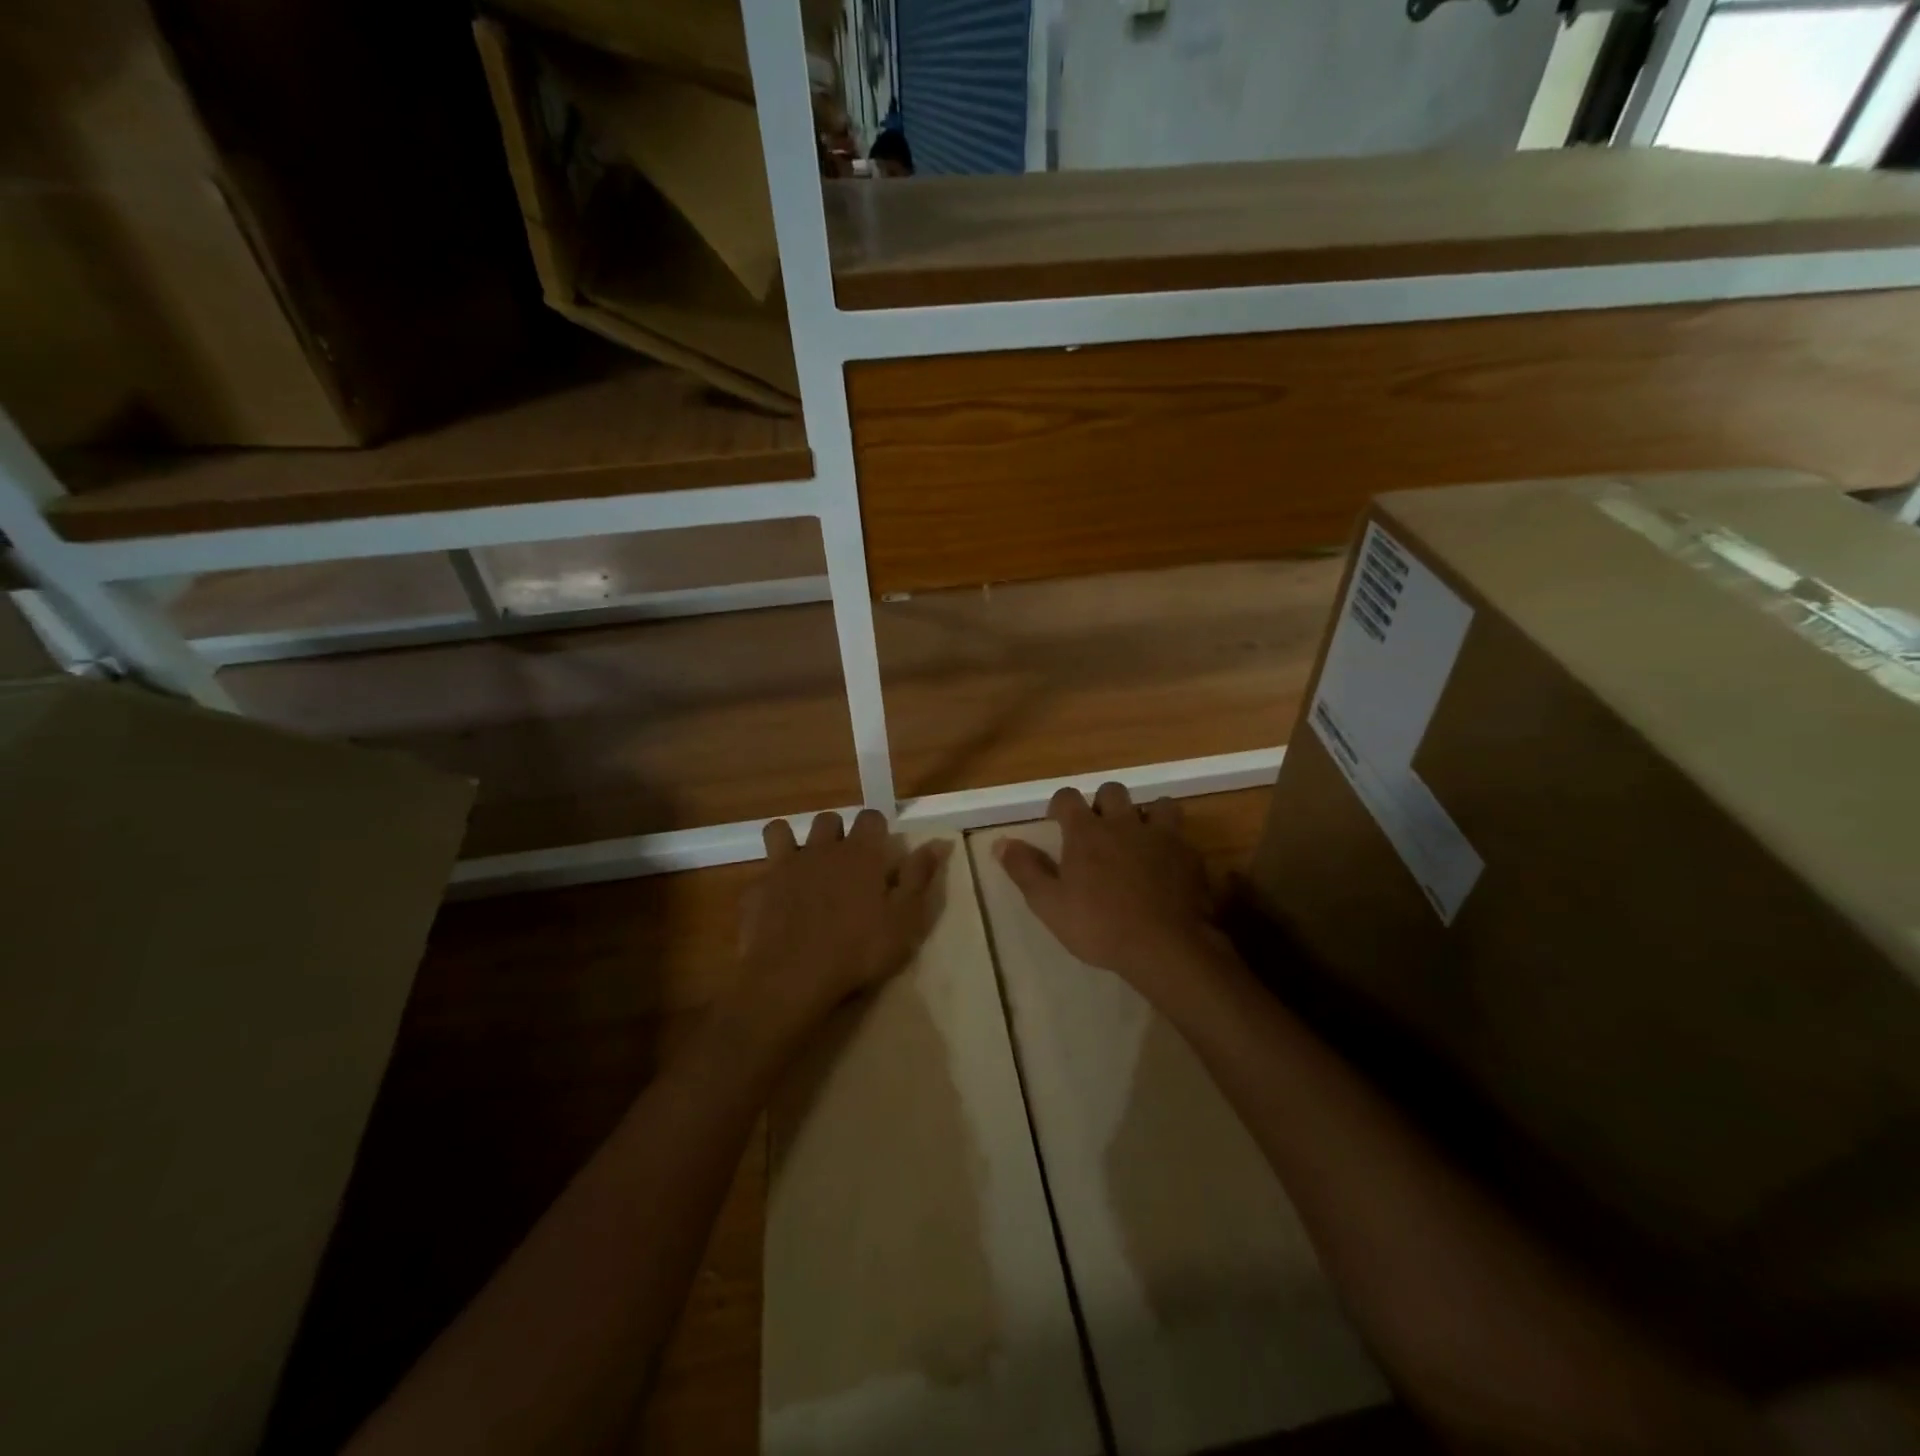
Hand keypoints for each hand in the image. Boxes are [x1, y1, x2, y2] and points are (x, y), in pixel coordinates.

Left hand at [733, 809, 949, 1040]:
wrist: (792, 977)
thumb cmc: (858, 950)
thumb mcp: (904, 919)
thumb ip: (919, 877)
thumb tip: (938, 842)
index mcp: (860, 854)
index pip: (871, 817)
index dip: (877, 829)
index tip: (881, 850)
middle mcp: (822, 849)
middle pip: (828, 819)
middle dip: (838, 832)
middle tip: (845, 862)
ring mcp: (785, 866)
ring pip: (783, 831)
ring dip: (794, 841)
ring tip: (804, 868)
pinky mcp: (758, 889)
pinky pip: (761, 871)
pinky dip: (770, 880)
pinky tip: (776, 902)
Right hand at [995, 784, 1232, 1011]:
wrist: (1165, 947)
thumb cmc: (1099, 926)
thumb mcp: (1049, 904)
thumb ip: (1025, 869)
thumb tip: (1001, 842)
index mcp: (1086, 832)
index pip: (1068, 797)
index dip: (1060, 804)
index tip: (1057, 820)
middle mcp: (1124, 823)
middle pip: (1113, 791)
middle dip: (1104, 803)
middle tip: (1100, 830)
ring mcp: (1162, 836)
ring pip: (1157, 805)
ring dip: (1147, 815)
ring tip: (1140, 839)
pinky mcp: (1190, 855)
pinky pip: (1182, 836)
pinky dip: (1173, 844)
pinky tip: (1168, 866)